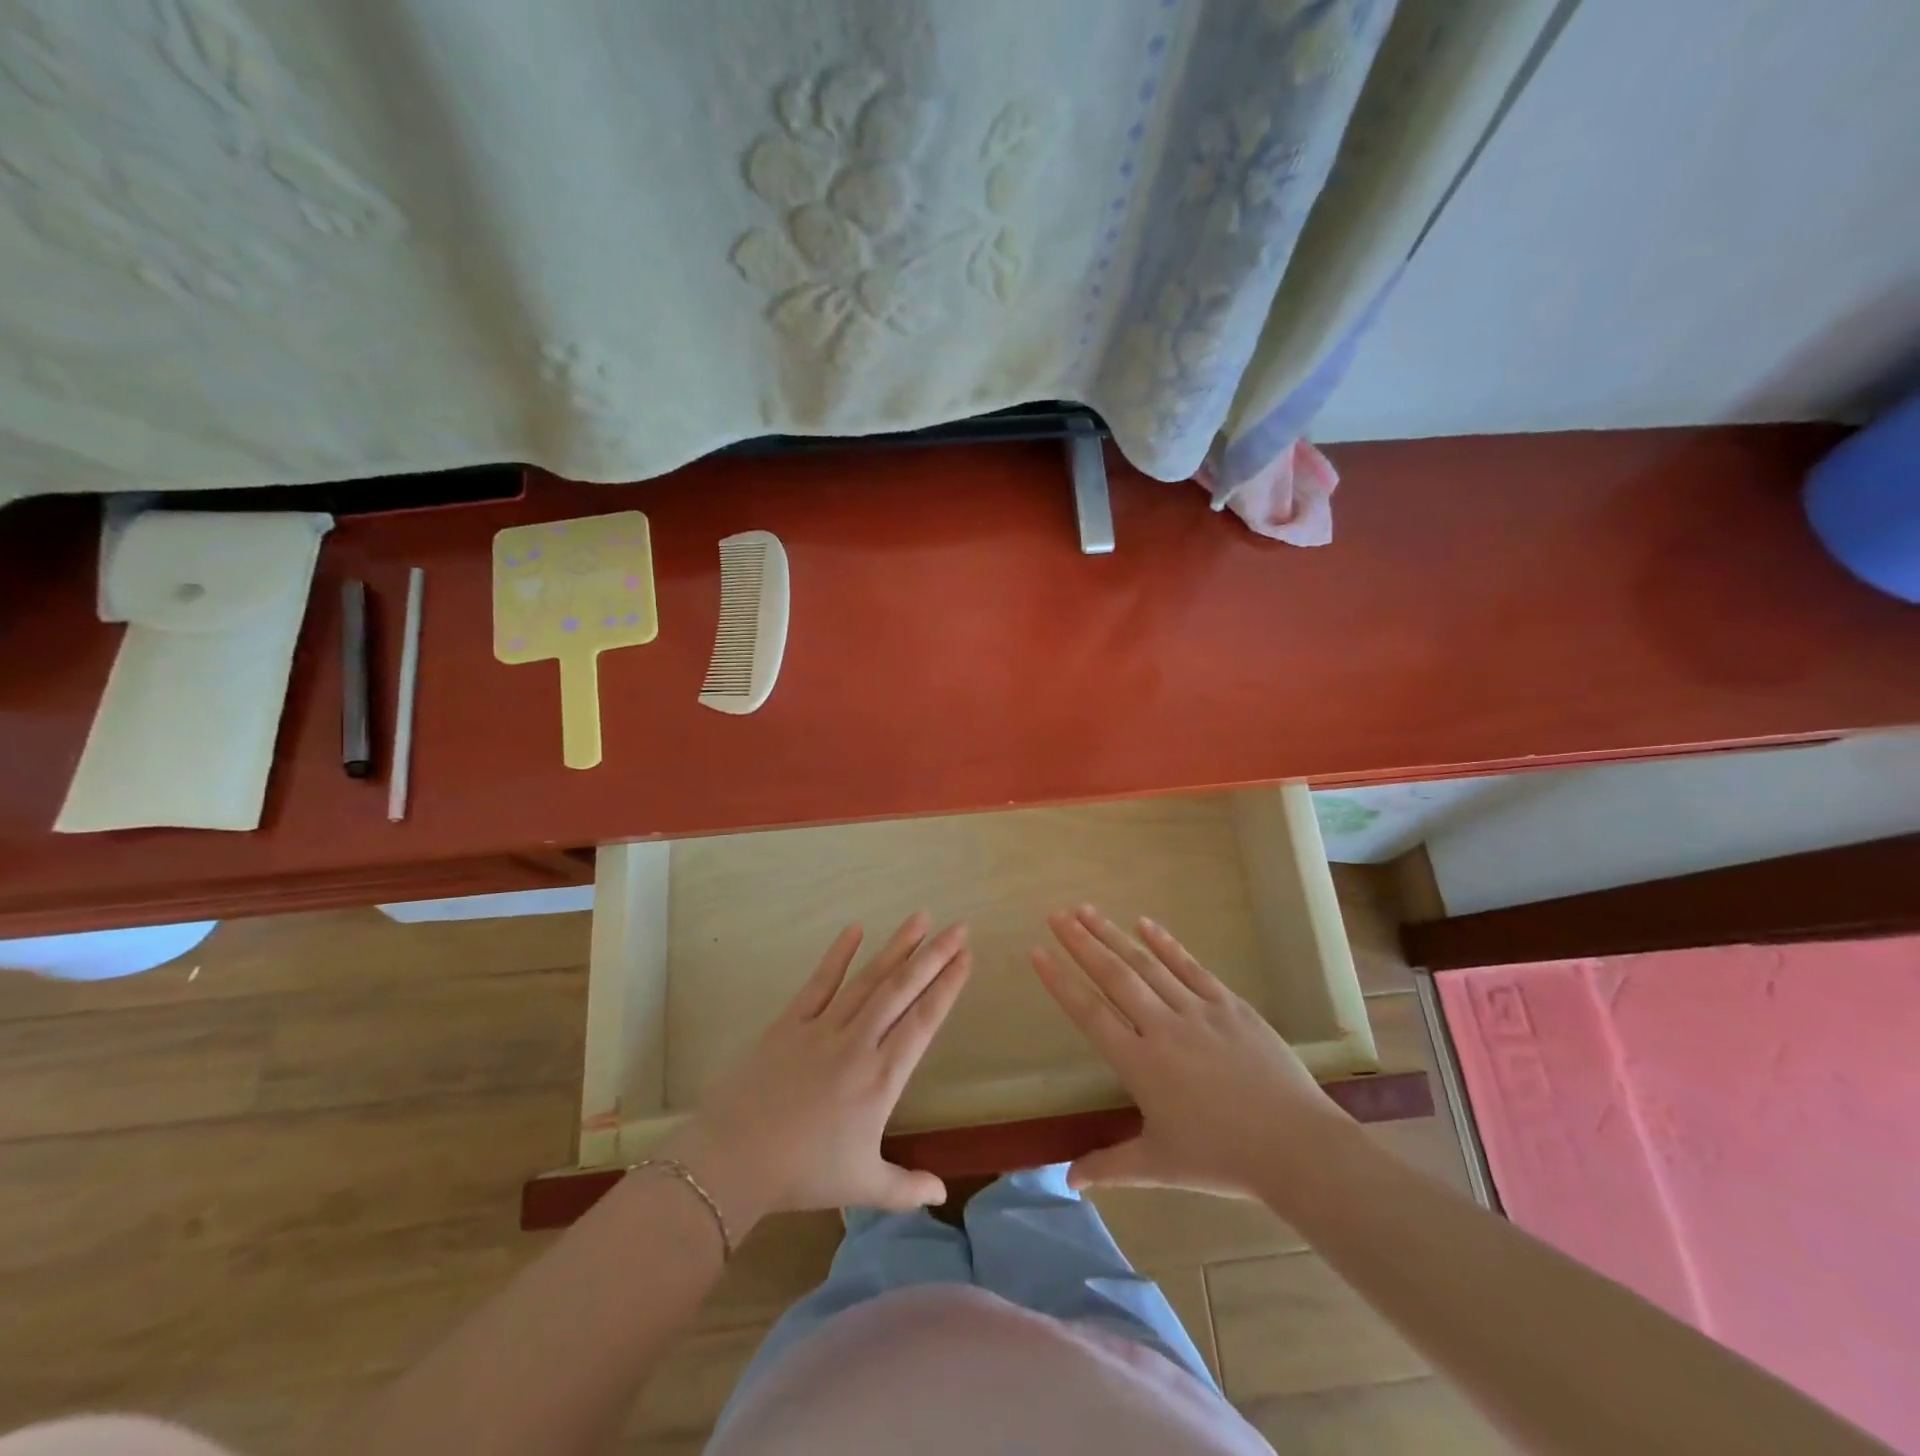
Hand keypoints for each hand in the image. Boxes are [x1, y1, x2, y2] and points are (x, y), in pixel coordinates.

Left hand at [663, 913, 970, 1233]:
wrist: (734, 1160)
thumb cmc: (804, 1174)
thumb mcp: (863, 1187)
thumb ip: (907, 1187)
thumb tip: (944, 1194)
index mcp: (881, 1078)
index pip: (923, 1022)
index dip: (947, 987)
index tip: (966, 958)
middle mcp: (858, 1043)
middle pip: (901, 990)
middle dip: (933, 956)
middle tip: (958, 928)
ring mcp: (823, 1028)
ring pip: (868, 979)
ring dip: (896, 947)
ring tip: (920, 918)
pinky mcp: (790, 1021)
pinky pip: (819, 982)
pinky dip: (838, 954)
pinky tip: (855, 928)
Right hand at [1032, 905, 1353, 1198]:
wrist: (1296, 1147)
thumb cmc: (1222, 1160)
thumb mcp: (1160, 1167)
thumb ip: (1109, 1167)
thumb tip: (1068, 1180)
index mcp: (1140, 1064)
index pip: (1089, 1014)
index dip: (1060, 982)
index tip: (1037, 953)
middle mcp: (1162, 1028)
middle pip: (1114, 976)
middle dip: (1081, 943)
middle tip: (1056, 915)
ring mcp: (1197, 1011)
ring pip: (1147, 964)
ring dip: (1113, 935)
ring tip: (1086, 910)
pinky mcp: (1229, 1005)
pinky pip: (1190, 967)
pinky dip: (1166, 944)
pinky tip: (1145, 923)